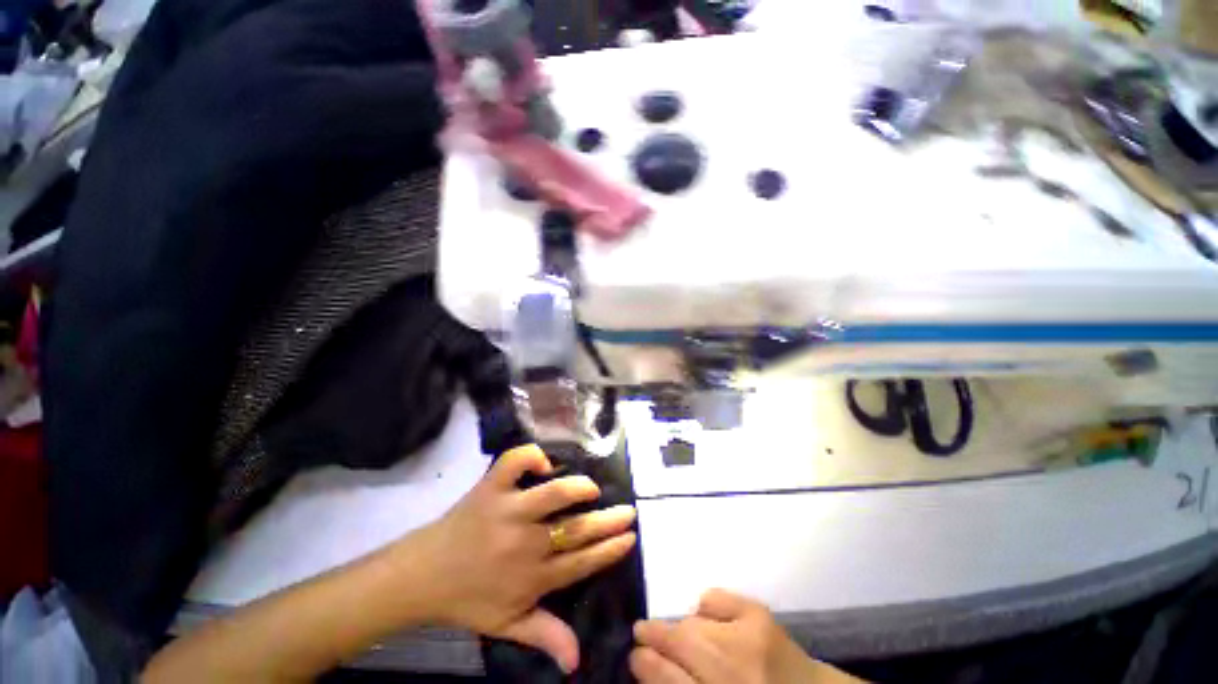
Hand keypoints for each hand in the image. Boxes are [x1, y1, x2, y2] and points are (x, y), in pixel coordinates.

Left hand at [401, 445, 636, 673]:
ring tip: (591, 488)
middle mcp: (525, 543)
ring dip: (578, 488)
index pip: (582, 562)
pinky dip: (532, 456)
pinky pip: (515, 463)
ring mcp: (507, 511)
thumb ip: (545, 636)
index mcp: (533, 577)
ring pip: (553, 494)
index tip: (630, 536)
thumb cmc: (468, 599)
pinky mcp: (490, 488)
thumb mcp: (507, 625)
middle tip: (629, 511)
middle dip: (609, 520)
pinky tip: (544, 463)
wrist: (422, 575)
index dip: (610, 549)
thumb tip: (578, 661)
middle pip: (577, 529)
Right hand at [631, 590, 863, 683]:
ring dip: (678, 627)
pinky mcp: (761, 614)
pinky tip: (708, 619)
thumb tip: (650, 663)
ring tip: (673, 631)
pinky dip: (706, 606)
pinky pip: (716, 597)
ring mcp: (748, 638)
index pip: (668, 679)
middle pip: (679, 644)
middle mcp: (732, 672)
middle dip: (653, 636)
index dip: (644, 665)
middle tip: (641, 633)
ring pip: (692, 622)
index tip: (633, 655)